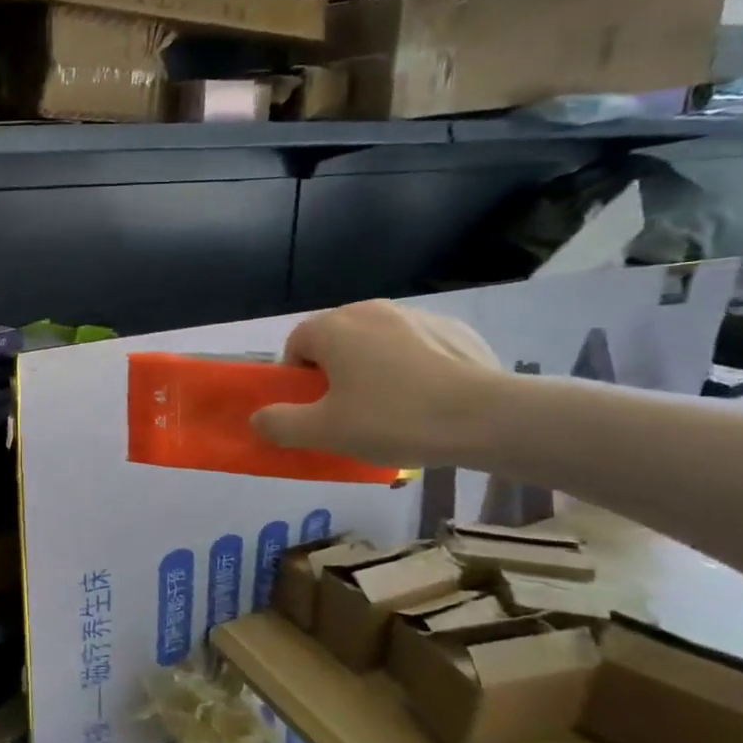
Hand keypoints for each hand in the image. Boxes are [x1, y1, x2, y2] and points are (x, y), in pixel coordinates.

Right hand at [251, 301, 505, 467]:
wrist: (485, 417)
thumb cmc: (392, 420)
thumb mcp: (324, 432)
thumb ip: (280, 424)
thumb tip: (257, 418)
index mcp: (334, 328)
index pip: (295, 344)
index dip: (296, 379)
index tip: (314, 410)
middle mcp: (371, 310)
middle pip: (336, 340)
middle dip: (334, 373)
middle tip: (349, 413)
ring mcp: (416, 315)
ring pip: (377, 343)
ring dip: (372, 369)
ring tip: (393, 410)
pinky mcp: (454, 329)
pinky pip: (416, 348)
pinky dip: (412, 368)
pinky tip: (428, 401)